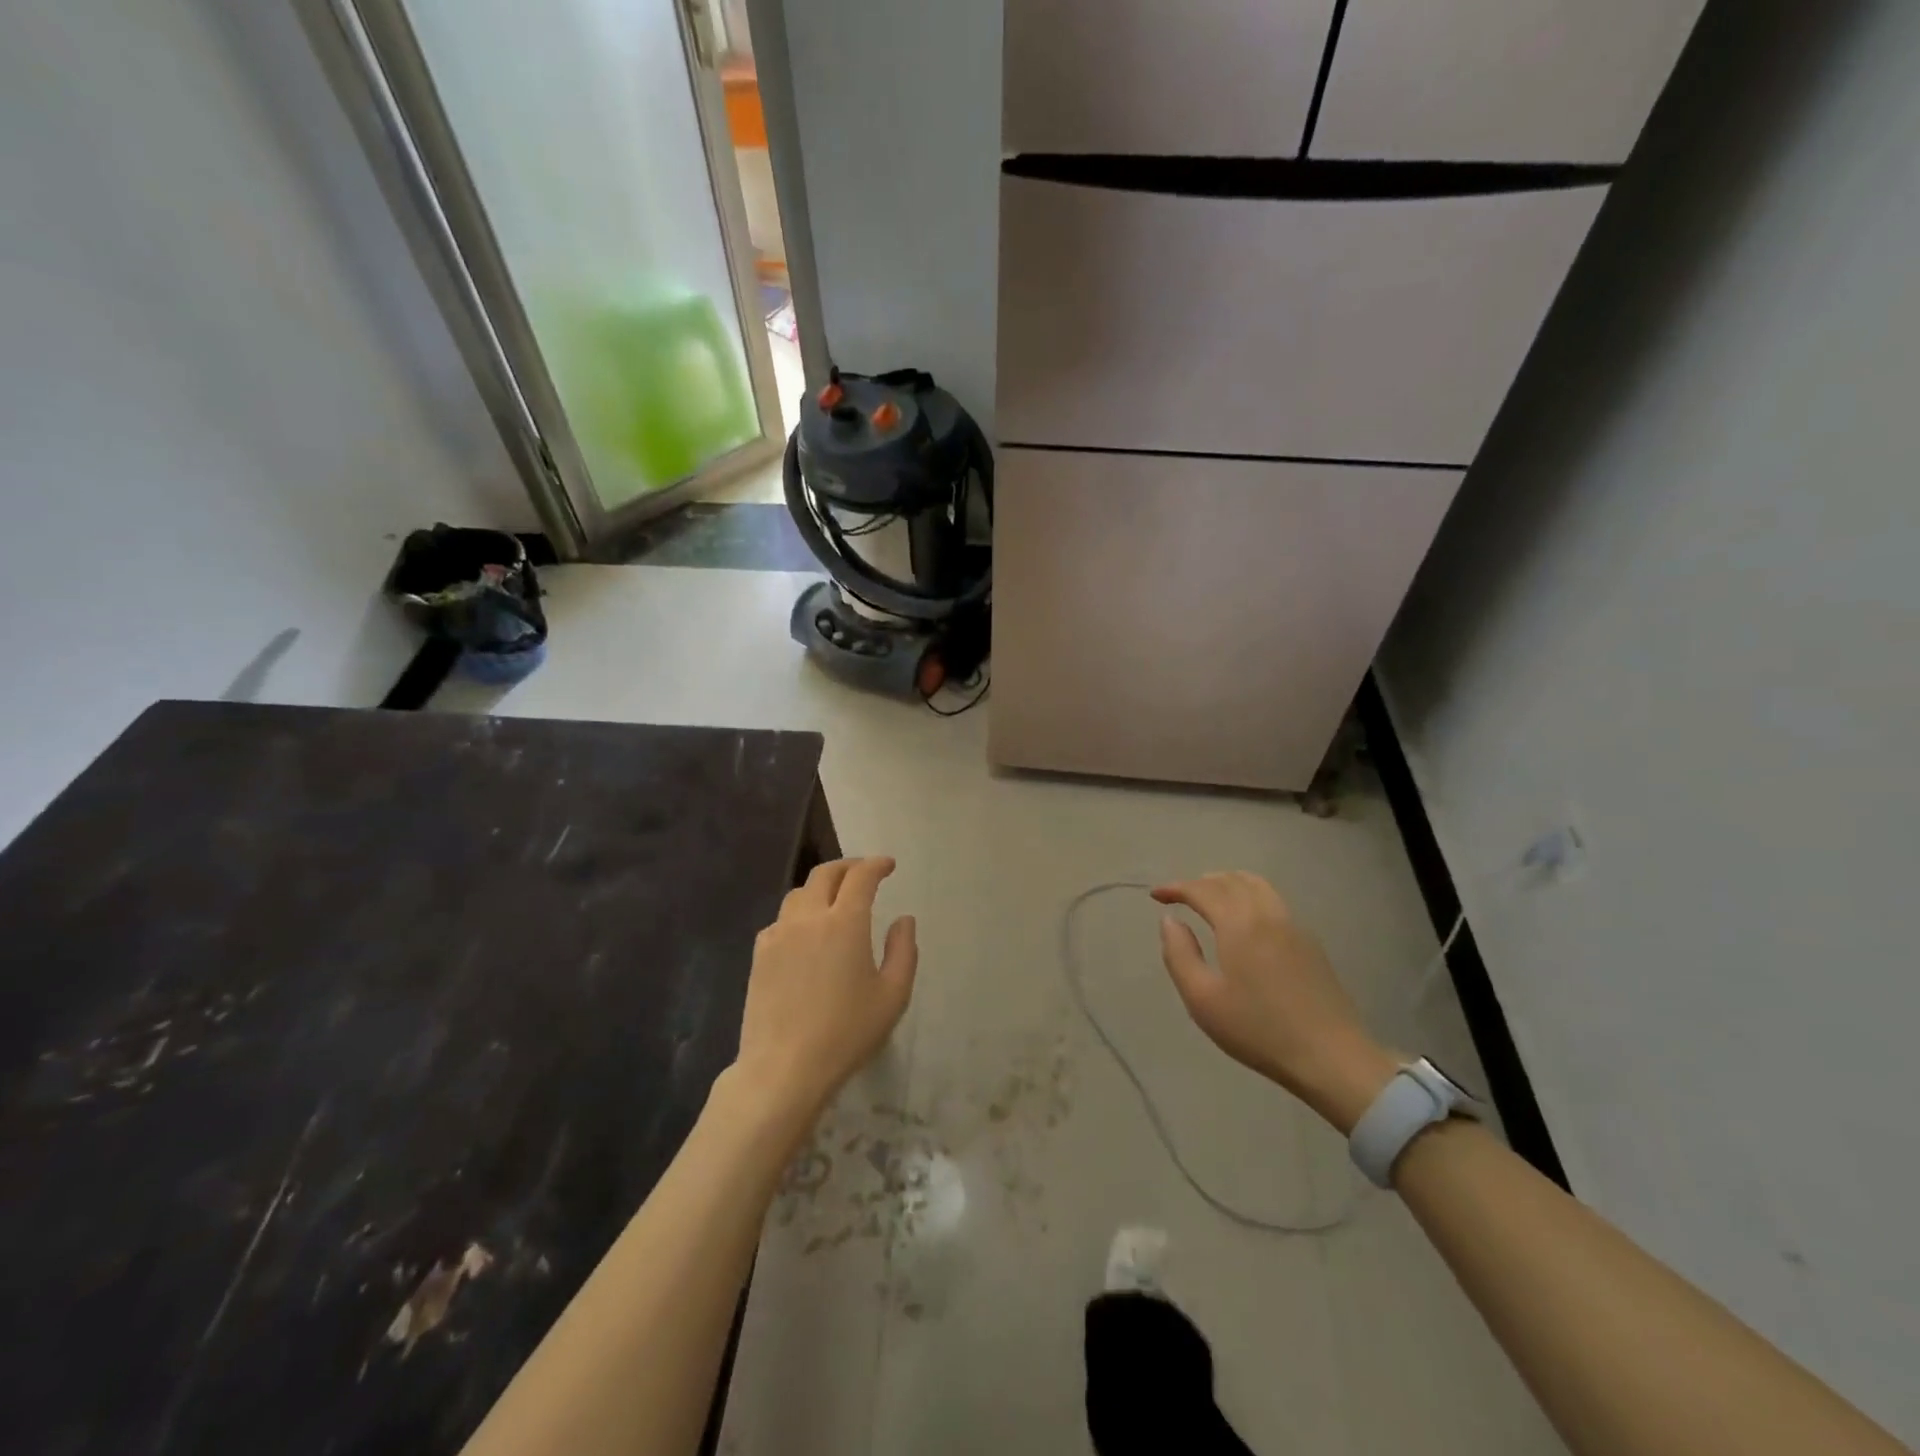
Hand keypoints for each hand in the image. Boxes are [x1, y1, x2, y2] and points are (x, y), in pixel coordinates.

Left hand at [730, 857, 917, 1125]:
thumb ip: (904, 951)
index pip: (861, 876)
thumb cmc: (846, 1033)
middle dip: (848, 867)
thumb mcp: (893, 995)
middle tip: (863, 873)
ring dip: (820, 887)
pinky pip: (781, 919)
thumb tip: (904, 920)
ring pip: (799, 893)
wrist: (784, 1068)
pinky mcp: (760, 954)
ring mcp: (779, 934)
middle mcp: (809, 917)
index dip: (876, 865)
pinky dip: (798, 914)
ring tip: (834, 900)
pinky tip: (806, 933)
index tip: (888, 865)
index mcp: (845, 922)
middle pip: (825, 874)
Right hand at [1154, 872, 1397, 1133]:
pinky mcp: (1309, 942)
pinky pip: (1273, 900)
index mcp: (1239, 924)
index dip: (1176, 888)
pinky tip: (1244, 918)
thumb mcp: (1202, 999)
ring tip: (1210, 896)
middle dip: (1200, 882)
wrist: (1331, 1057)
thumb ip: (1180, 954)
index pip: (1201, 890)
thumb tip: (1170, 921)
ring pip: (1256, 885)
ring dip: (1227, 882)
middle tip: (1179, 896)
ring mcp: (1293, 925)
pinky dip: (1249, 894)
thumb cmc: (1258, 1030)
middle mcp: (1266, 914)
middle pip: (1230, 880)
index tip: (1156, 895)